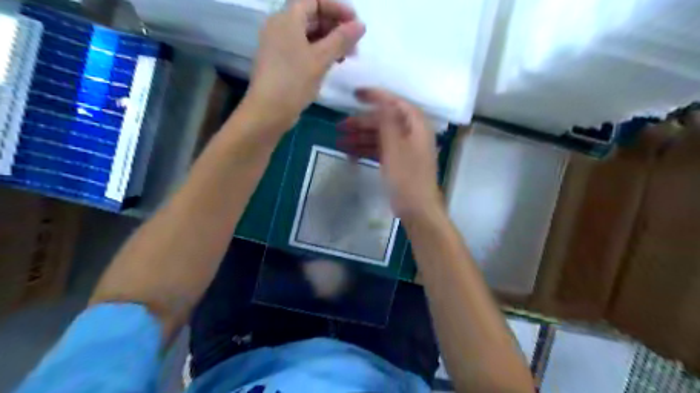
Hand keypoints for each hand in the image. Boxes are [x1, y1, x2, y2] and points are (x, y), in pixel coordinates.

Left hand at [244, 1, 363, 130]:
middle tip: (354, 44)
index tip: (355, 23)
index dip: (337, 8)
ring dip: (329, 42)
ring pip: (308, 35)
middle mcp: (280, 27)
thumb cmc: (294, 81)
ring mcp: (279, 46)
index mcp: (287, 19)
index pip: (314, 0)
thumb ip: (341, 40)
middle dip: (336, 27)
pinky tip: (332, 65)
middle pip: (312, 17)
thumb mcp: (321, 59)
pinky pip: (302, 49)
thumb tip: (360, 25)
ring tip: (347, 57)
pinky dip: (319, 53)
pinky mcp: (281, 63)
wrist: (268, 112)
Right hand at [341, 89, 441, 222]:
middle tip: (340, 127)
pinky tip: (351, 156)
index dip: (375, 96)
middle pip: (385, 121)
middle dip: (362, 123)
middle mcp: (412, 133)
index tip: (355, 94)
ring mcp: (405, 149)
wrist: (417, 208)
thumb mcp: (394, 146)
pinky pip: (381, 150)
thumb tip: (381, 100)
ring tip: (340, 142)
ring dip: (360, 138)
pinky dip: (367, 151)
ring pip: (380, 137)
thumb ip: (387, 121)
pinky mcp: (399, 162)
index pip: (394, 102)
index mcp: (416, 125)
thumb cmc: (407, 176)